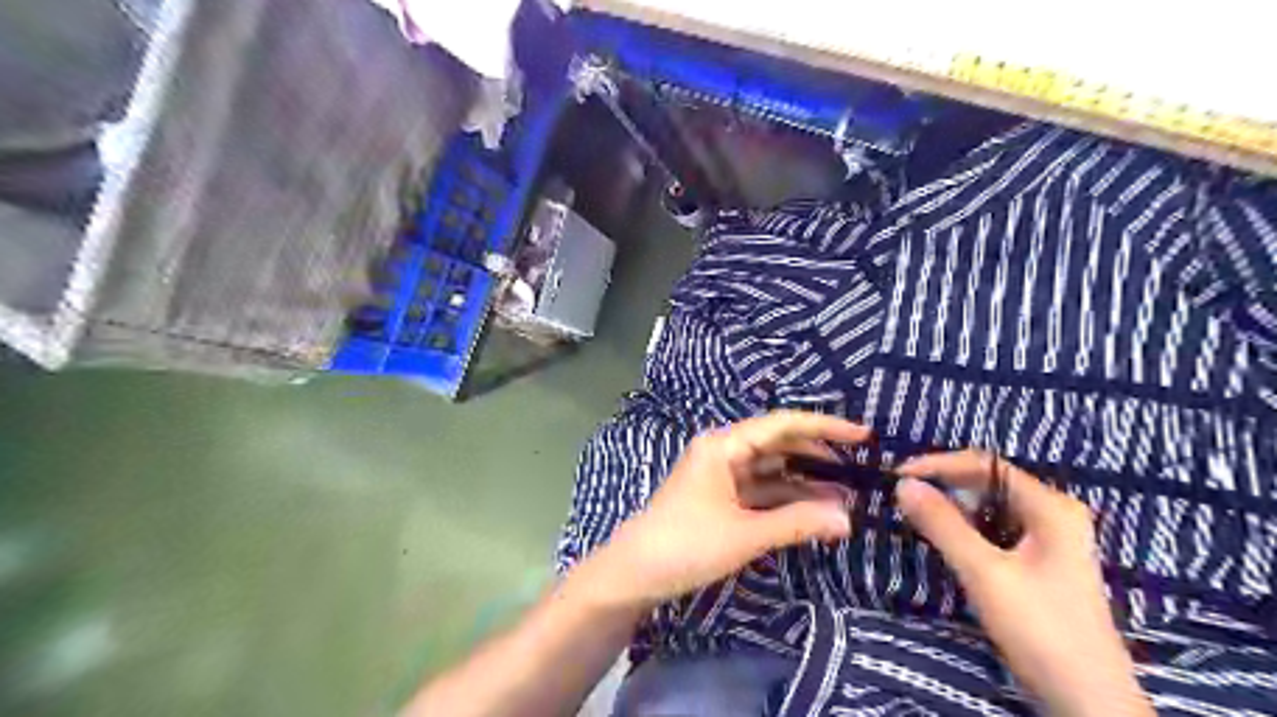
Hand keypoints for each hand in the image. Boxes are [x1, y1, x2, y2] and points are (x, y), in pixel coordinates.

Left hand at [568, 411, 867, 612]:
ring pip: (771, 468)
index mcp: (724, 445)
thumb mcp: (745, 534)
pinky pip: (761, 489)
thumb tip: (848, 519)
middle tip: (860, 468)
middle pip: (779, 443)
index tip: (863, 435)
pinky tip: (814, 509)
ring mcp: (721, 474)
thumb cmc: (686, 544)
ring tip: (846, 495)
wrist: (634, 573)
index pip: (782, 424)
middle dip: (818, 454)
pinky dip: (786, 498)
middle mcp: (723, 451)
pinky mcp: (720, 497)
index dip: (825, 426)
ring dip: (805, 480)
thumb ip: (798, 523)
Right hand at [890, 454, 1154, 716]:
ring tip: (916, 514)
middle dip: (944, 484)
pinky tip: (945, 539)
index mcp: (1051, 506)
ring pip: (990, 507)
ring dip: (952, 507)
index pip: (984, 465)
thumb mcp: (984, 572)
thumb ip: (942, 524)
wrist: (1088, 701)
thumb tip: (903, 484)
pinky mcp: (1041, 562)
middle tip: (903, 496)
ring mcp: (1051, 539)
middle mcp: (1054, 513)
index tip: (897, 476)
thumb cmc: (1041, 629)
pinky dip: (966, 528)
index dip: (938, 464)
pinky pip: (995, 529)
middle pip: (988, 482)